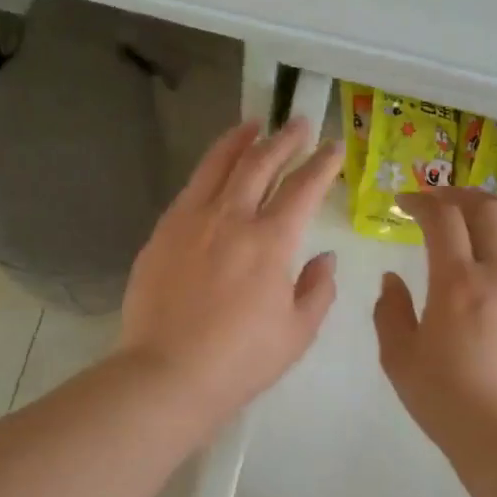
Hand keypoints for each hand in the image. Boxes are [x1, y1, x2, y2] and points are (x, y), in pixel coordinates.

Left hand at [121, 117, 342, 425]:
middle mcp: (231, 218)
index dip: (322, 164)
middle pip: (260, 163)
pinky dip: (209, 169)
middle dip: (284, 139)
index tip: (333, 148)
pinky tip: (215, 170)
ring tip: (253, 125)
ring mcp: (191, 221)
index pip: (303, 188)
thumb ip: (317, 289)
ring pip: (218, 165)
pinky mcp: (162, 232)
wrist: (167, 373)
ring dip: (240, 141)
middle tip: (298, 124)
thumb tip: (323, 257)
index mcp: (271, 241)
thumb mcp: (297, 332)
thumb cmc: (240, 360)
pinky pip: (190, 189)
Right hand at [374, 189, 496, 464]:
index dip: (421, 201)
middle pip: (484, 209)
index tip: (404, 204)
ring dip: (494, 207)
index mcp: (456, 282)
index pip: (442, 217)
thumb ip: (390, 310)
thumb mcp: (399, 358)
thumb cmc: (446, 400)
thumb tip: (393, 277)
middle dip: (456, 195)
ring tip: (476, 211)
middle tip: (436, 202)